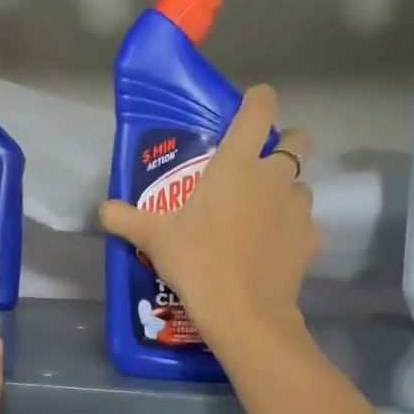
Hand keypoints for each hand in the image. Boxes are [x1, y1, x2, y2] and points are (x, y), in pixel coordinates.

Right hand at [99, 83, 315, 343]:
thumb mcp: (154, 239)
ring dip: (284, 193)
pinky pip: (304, 224)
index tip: (248, 109)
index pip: (261, 106)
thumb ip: (126, 218)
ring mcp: (298, 207)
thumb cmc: (197, 262)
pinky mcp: (311, 238)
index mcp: (237, 163)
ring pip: (300, 185)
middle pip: (298, 139)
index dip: (258, 100)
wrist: (242, 312)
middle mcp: (275, 175)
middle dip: (284, 145)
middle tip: (255, 171)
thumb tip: (102, 210)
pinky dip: (291, 231)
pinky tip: (271, 251)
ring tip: (259, 219)